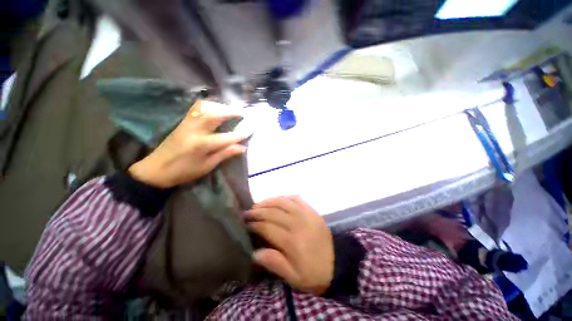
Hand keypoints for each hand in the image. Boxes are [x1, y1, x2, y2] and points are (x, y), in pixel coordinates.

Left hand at [128, 101, 250, 187]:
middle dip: (230, 112)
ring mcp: (187, 124)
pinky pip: (196, 109)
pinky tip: (214, 110)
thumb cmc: (183, 171)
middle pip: (215, 115)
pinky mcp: (182, 122)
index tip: (251, 129)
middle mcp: (195, 130)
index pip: (227, 137)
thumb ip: (224, 154)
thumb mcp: (207, 166)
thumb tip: (241, 147)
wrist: (155, 169)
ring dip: (219, 106)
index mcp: (202, 144)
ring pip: (204, 108)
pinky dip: (208, 106)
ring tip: (228, 110)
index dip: (241, 134)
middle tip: (241, 113)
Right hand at [247, 196, 333, 294]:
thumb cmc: (314, 273)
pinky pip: (296, 198)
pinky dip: (285, 198)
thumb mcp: (294, 277)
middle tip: (247, 213)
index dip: (255, 225)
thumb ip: (275, 263)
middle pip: (273, 212)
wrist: (338, 263)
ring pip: (283, 202)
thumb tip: (255, 253)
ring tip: (258, 204)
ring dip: (269, 201)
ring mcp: (306, 214)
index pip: (267, 227)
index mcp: (292, 241)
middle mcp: (298, 223)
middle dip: (258, 211)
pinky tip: (278, 200)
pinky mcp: (312, 210)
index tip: (246, 224)